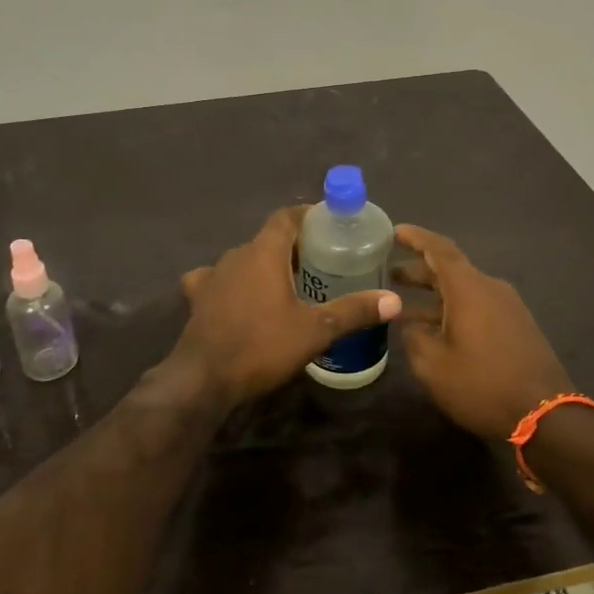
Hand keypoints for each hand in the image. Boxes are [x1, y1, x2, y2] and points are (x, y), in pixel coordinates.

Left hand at [175, 205, 400, 407]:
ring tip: (289, 282)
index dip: (308, 215)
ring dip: (266, 264)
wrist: (203, 379)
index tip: (330, 223)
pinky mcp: (199, 298)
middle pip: (269, 238)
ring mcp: (213, 275)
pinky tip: (240, 298)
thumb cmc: (262, 346)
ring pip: (245, 259)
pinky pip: (218, 280)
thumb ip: (354, 311)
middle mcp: (236, 254)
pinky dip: (233, 283)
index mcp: (264, 251)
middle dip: (294, 245)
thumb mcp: (316, 330)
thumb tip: (394, 300)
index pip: (287, 216)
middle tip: (322, 261)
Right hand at [394, 225, 574, 440]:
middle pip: (450, 269)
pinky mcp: (517, 326)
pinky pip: (478, 306)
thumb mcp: (433, 365)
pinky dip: (453, 309)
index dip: (416, 238)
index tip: (395, 232)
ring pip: (464, 290)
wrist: (545, 415)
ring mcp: (508, 307)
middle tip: (391, 274)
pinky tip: (436, 329)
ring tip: (405, 306)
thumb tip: (411, 325)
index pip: (439, 249)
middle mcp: (490, 288)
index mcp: (469, 288)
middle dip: (420, 269)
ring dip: (435, 294)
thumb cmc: (482, 385)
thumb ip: (414, 337)